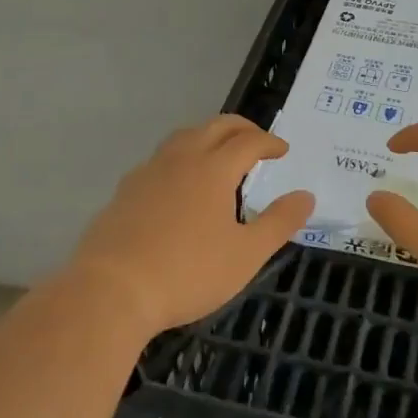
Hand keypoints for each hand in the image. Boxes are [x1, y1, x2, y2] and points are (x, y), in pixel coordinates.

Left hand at [71, 116, 313, 337]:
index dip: (269, 142)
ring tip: (218, 154)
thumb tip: (306, 196)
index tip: (283, 150)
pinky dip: (181, 158)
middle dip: (241, 128)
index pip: (249, 141)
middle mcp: (182, 158)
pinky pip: (160, 159)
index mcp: (214, 168)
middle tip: (257, 141)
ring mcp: (149, 171)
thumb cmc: (187, 272)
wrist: (111, 290)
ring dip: (208, 136)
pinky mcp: (125, 190)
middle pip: (216, 127)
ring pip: (184, 137)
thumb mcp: (245, 254)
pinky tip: (178, 183)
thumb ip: (279, 222)